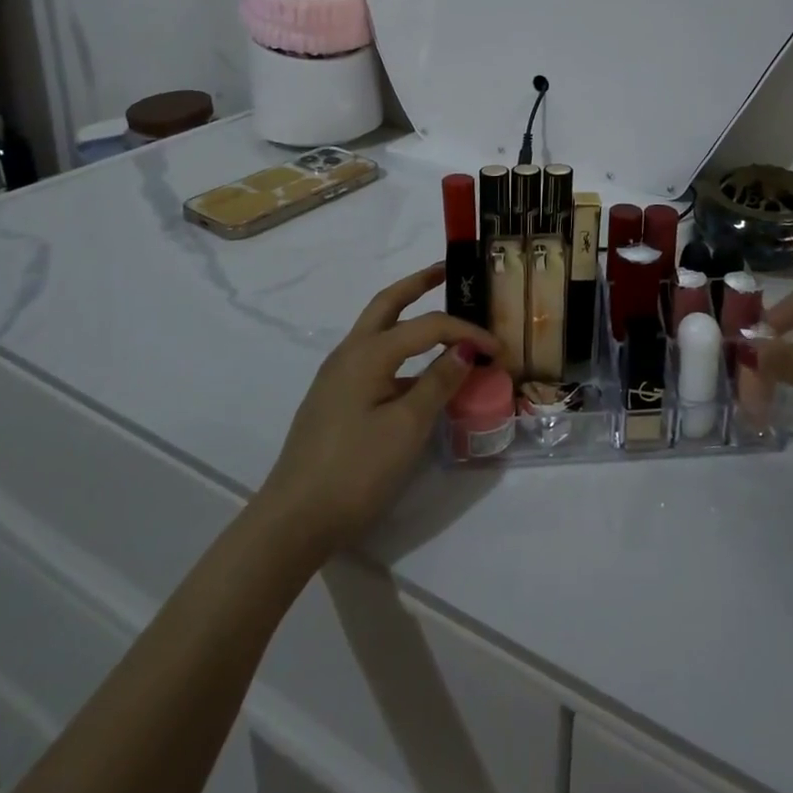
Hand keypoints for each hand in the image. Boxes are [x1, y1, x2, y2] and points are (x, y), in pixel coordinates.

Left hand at [256, 263, 496, 555]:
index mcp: (368, 352)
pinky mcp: (335, 399)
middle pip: (388, 304)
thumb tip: (466, 348)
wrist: (293, 521)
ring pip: (378, 331)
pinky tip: (417, 374)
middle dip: (418, 284)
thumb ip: (438, 382)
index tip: (499, 349)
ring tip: (439, 319)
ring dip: (407, 316)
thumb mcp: (407, 427)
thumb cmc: (355, 469)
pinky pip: (374, 359)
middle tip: (447, 272)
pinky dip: (400, 351)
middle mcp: (349, 353)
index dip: (466, 331)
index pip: (428, 325)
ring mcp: (337, 377)